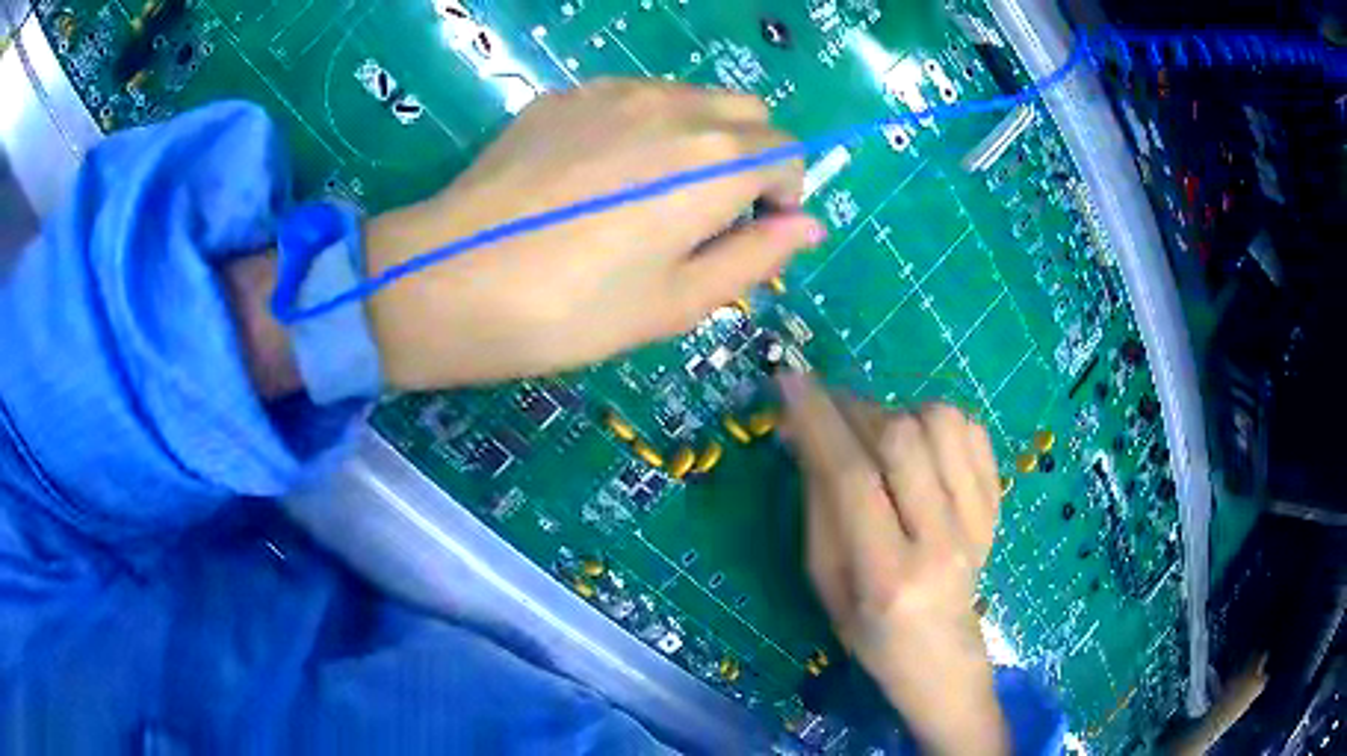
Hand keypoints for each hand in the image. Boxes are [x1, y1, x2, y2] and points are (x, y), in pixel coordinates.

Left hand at [364, 78, 824, 389]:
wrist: (451, 280)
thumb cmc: (571, 310)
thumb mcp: (678, 303)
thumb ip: (756, 256)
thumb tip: (808, 226)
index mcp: (716, 161)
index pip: (789, 155)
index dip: (783, 196)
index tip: (751, 234)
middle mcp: (676, 106)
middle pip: (749, 114)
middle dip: (751, 158)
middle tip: (708, 213)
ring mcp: (615, 91)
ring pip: (693, 98)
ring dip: (701, 137)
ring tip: (650, 193)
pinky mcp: (567, 94)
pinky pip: (635, 96)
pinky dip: (647, 125)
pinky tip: (600, 173)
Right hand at [777, 372, 1007, 755]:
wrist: (939, 654)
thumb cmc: (868, 630)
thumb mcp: (824, 580)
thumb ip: (817, 504)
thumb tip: (803, 431)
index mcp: (885, 576)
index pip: (851, 479)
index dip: (819, 421)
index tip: (792, 381)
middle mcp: (941, 543)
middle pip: (902, 440)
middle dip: (856, 410)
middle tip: (833, 412)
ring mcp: (978, 522)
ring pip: (943, 423)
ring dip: (899, 413)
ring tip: (881, 435)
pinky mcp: (997, 506)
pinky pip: (973, 431)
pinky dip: (939, 421)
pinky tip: (921, 445)